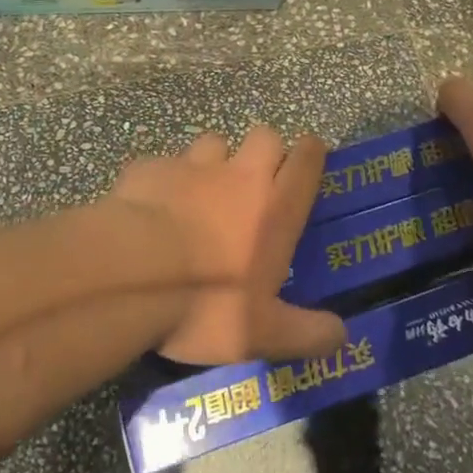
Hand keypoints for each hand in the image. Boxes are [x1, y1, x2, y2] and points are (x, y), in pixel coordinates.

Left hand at [106, 126, 347, 366]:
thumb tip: (342, 336)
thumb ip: (307, 333)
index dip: (312, 153)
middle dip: (265, 151)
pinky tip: (152, 206)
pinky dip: (164, 179)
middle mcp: (240, 175)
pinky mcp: (149, 169)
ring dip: (214, 161)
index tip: (311, 157)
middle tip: (254, 182)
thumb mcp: (263, 333)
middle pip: (265, 136)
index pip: (307, 159)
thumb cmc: (206, 303)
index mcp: (275, 207)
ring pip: (213, 143)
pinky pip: (165, 164)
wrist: (129, 274)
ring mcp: (191, 166)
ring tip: (201, 192)